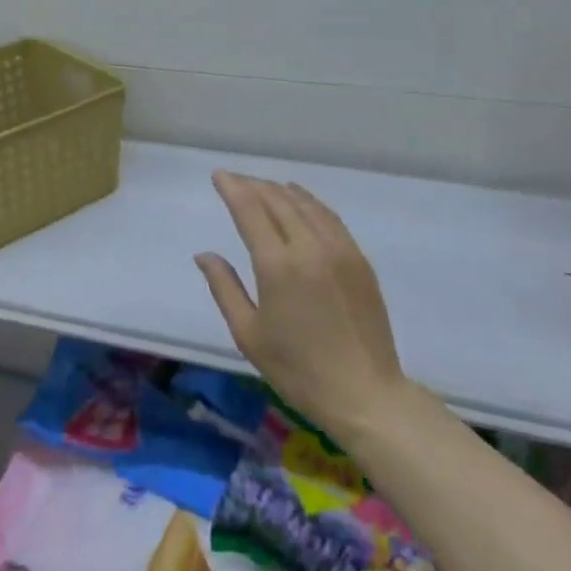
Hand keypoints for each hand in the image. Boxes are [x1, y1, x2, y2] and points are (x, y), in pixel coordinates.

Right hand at [195, 172, 407, 446]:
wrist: (365, 394)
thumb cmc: (298, 369)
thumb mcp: (248, 334)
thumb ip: (224, 287)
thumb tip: (204, 254)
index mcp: (278, 265)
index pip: (250, 210)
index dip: (232, 188)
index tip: (219, 175)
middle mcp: (310, 247)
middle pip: (278, 201)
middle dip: (253, 185)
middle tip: (235, 181)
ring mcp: (340, 250)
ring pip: (305, 204)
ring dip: (280, 190)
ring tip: (262, 186)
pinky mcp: (359, 259)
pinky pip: (329, 217)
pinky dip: (309, 202)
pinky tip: (300, 201)